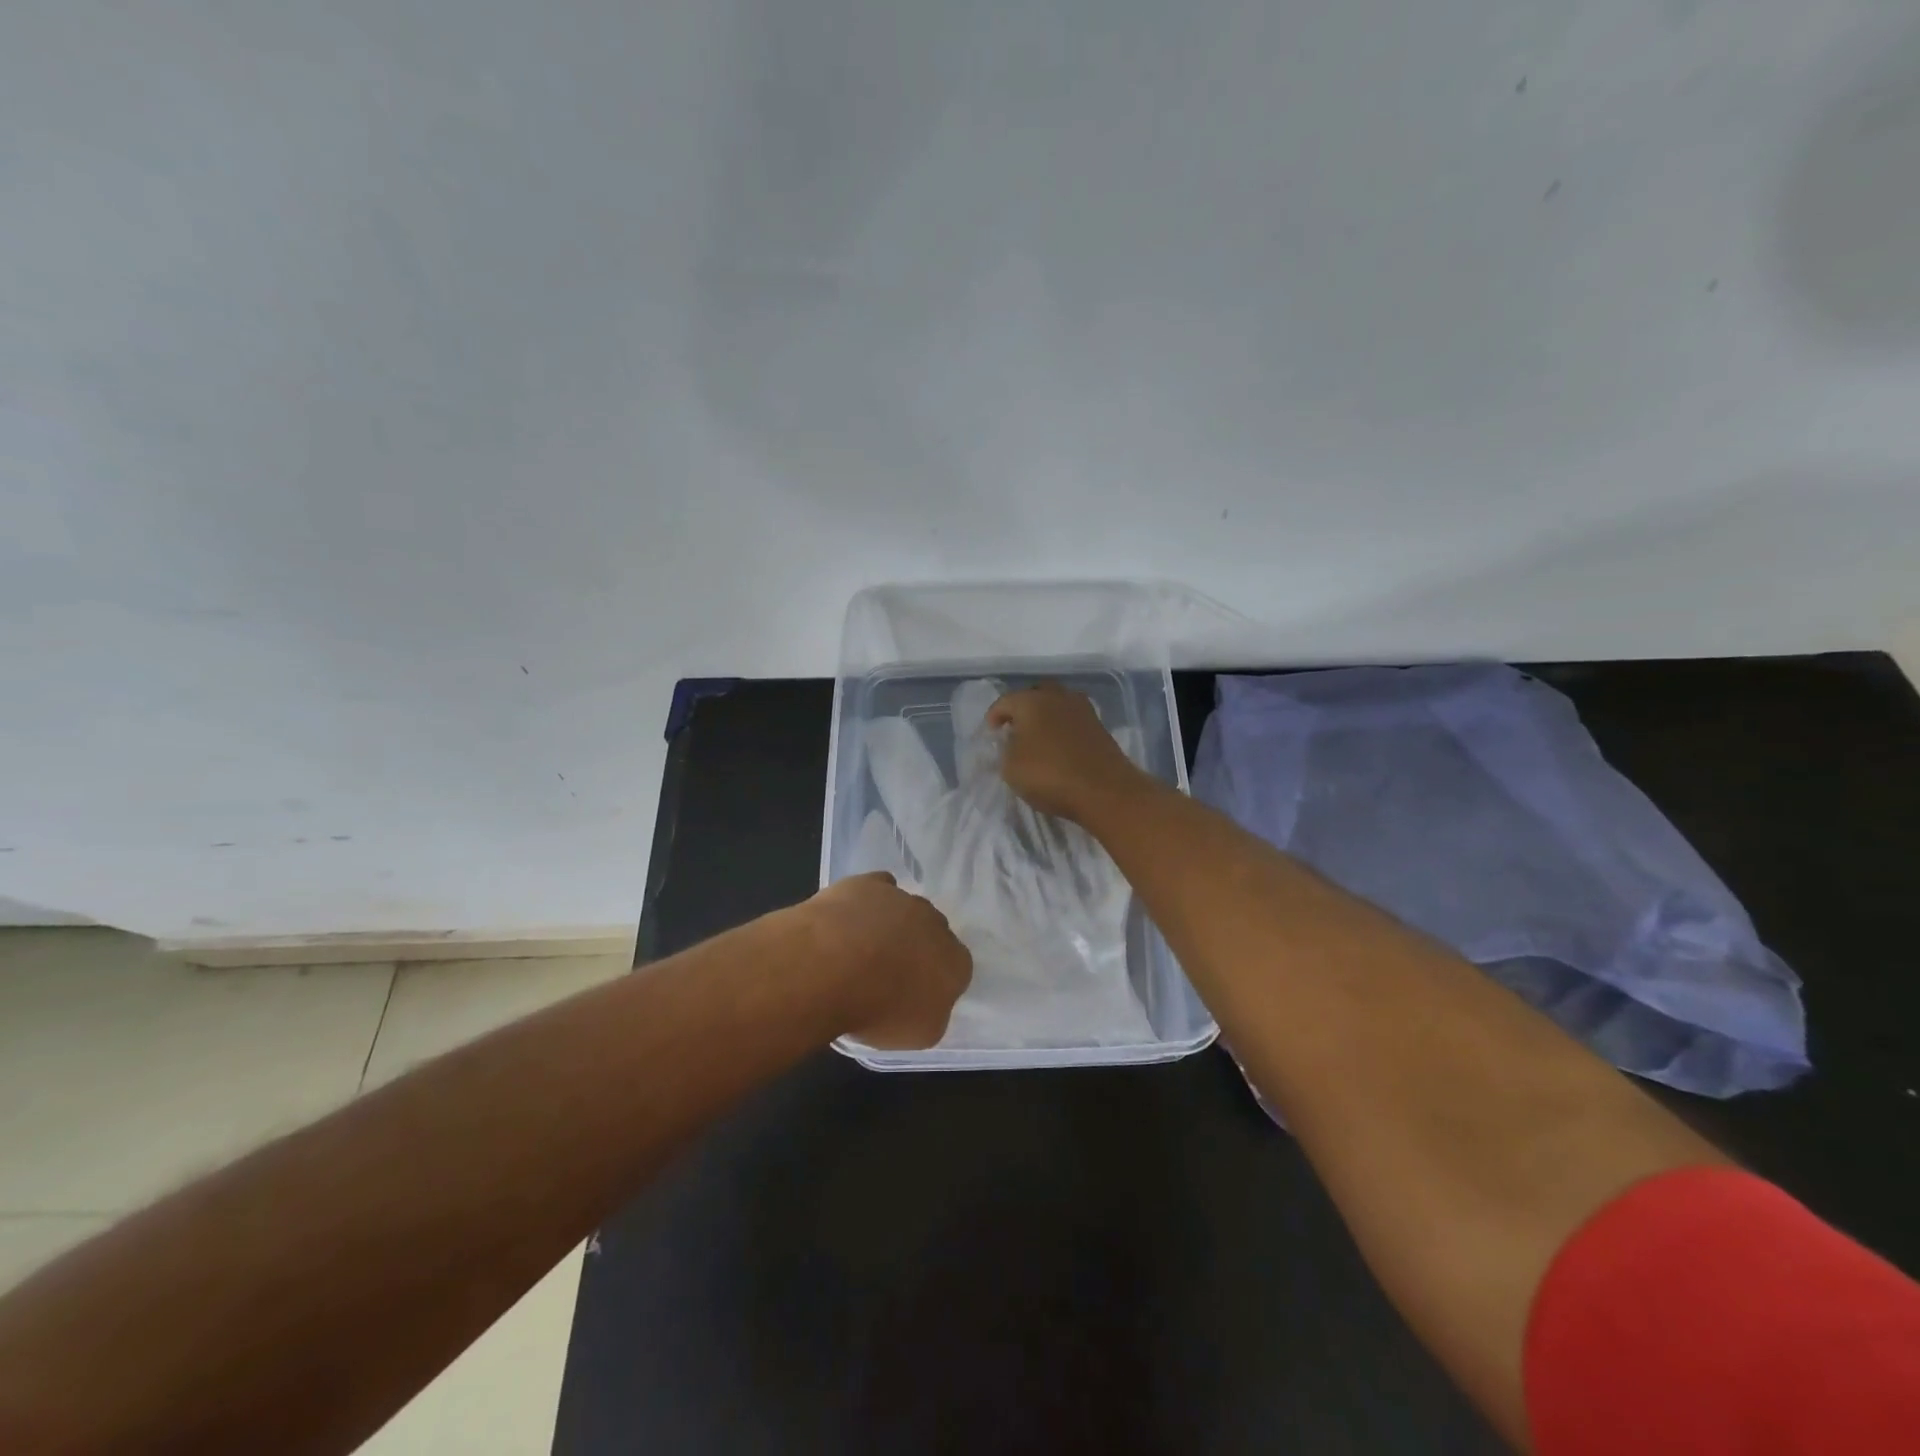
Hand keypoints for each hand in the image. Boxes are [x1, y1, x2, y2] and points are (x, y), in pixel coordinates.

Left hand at [806, 872, 972, 1048]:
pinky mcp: (869, 883)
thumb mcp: (919, 1034)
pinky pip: (878, 887)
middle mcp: (936, 924)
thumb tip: (926, 1000)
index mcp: (956, 962)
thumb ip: (933, 1013)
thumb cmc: (879, 1010)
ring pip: (905, 909)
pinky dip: (869, 901)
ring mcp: (903, 899)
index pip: (957, 969)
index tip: (913, 995)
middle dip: (916, 948)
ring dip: (891, 925)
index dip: (935, 982)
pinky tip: (851, 918)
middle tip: (888, 973)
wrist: (832, 967)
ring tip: (860, 950)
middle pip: (932, 933)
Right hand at [988, 682, 1152, 823]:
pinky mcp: (1099, 726)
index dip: (994, 716)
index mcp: (1031, 701)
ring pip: (1057, 704)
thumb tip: (1012, 741)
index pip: (1005, 701)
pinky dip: (1062, 728)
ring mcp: (1083, 710)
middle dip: (1023, 709)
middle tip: (1015, 729)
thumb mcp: (1010, 767)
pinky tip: (1058, 746)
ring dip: (1046, 716)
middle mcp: (1057, 697)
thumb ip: (1005, 749)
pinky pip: (1073, 720)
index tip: (992, 734)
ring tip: (1038, 737)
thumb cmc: (1049, 775)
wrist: (1104, 790)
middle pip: (1035, 694)